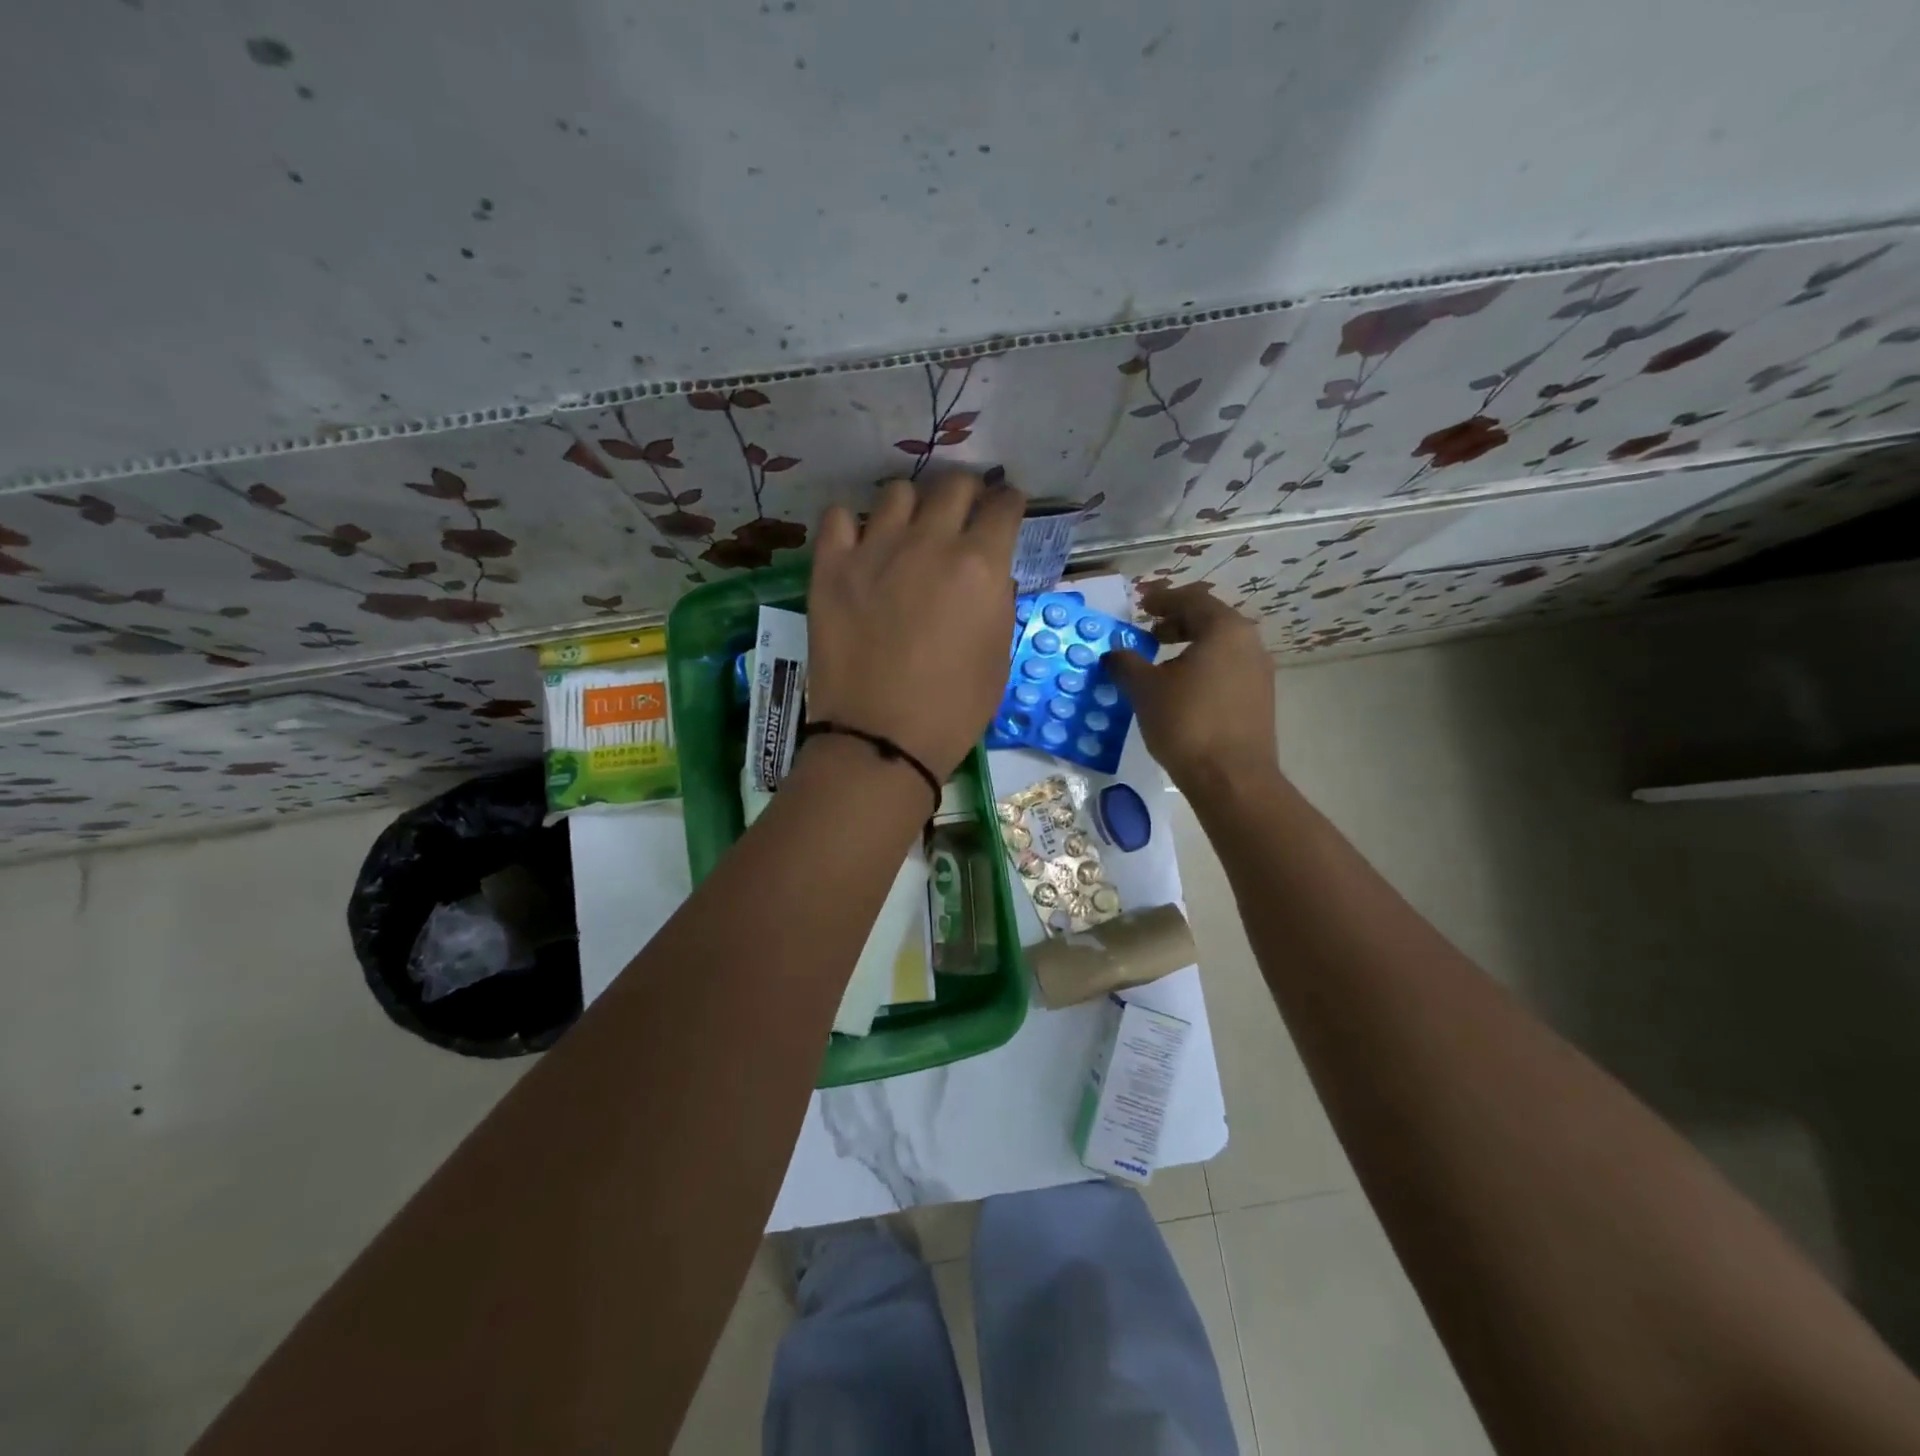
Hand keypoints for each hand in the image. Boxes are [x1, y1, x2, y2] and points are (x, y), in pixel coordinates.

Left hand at [806, 473, 1023, 779]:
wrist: (881, 739)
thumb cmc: (953, 709)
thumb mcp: (999, 658)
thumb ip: (999, 602)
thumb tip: (991, 574)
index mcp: (980, 565)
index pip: (1003, 505)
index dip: (1009, 503)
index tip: (1005, 511)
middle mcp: (930, 543)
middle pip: (953, 484)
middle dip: (967, 493)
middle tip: (962, 517)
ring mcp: (874, 550)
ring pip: (897, 492)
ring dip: (912, 506)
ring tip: (908, 532)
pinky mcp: (831, 567)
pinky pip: (838, 517)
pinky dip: (852, 524)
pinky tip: (859, 547)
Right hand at [1107, 592, 1277, 793]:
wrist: (1232, 779)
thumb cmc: (1186, 723)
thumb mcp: (1145, 689)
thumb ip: (1126, 663)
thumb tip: (1114, 654)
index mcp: (1225, 630)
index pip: (1192, 599)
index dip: (1163, 599)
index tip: (1141, 606)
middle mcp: (1249, 644)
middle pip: (1210, 620)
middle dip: (1177, 623)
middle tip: (1149, 635)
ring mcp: (1259, 673)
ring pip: (1220, 647)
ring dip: (1189, 648)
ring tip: (1161, 665)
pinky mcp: (1259, 700)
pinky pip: (1228, 670)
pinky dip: (1203, 668)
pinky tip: (1182, 691)